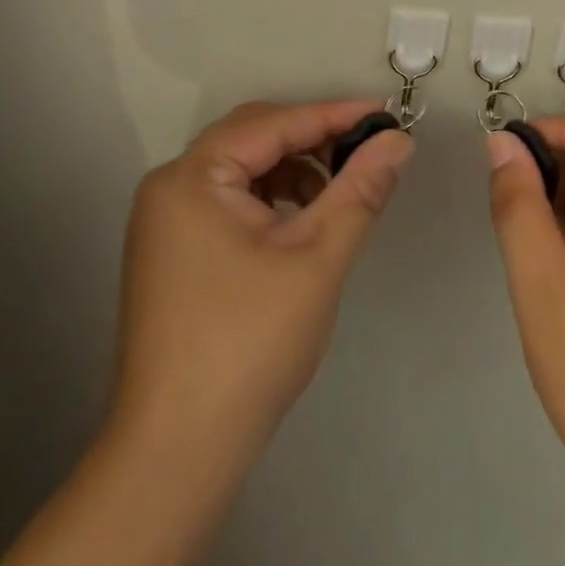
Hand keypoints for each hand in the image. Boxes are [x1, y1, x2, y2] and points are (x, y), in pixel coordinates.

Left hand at [112, 99, 412, 466]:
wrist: (178, 452)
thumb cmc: (249, 344)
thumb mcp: (317, 258)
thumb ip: (360, 189)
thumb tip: (398, 140)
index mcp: (192, 177)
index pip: (273, 122)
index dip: (334, 114)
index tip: (387, 113)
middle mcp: (170, 187)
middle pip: (252, 138)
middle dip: (313, 138)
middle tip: (368, 146)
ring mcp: (166, 222)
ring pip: (243, 170)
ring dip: (294, 169)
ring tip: (342, 189)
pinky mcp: (174, 252)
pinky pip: (230, 201)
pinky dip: (273, 199)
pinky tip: (305, 220)